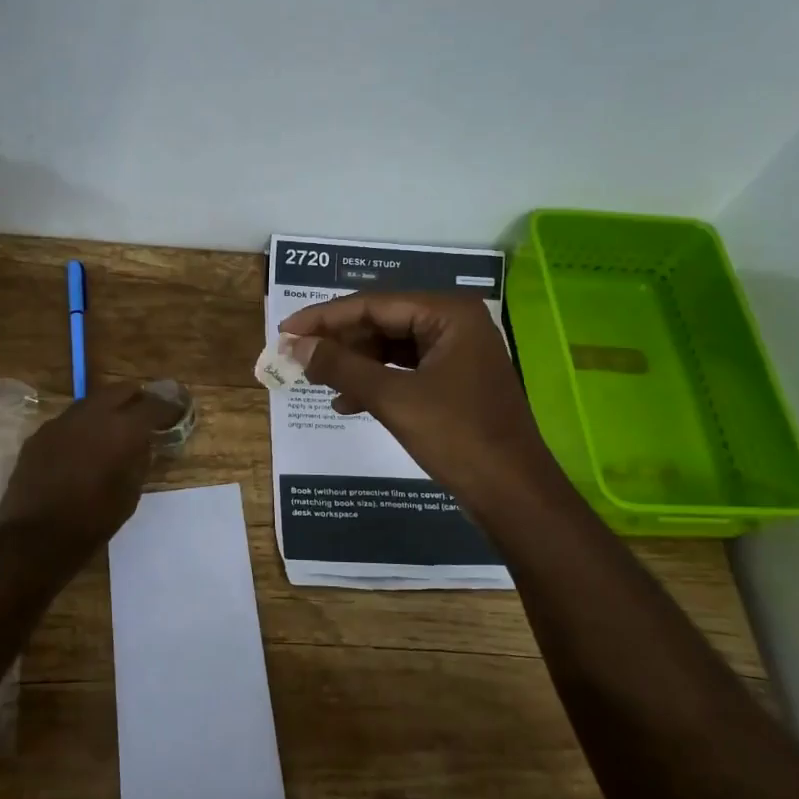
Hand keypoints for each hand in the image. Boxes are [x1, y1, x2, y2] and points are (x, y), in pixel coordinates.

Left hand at [0, 383, 180, 556]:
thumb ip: (139, 460)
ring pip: (91, 402)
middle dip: (136, 399)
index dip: (168, 407)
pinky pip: (68, 422)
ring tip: (113, 429)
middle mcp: (92, 415)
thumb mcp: (130, 493)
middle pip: (120, 391)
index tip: (176, 412)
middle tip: (144, 414)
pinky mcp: (39, 435)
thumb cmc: (93, 520)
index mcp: (122, 429)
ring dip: (106, 410)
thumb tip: (142, 443)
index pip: (153, 405)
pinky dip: (82, 428)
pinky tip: (82, 447)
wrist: (35, 537)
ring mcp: (61, 422)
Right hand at [279, 292, 563, 517]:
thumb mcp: (394, 398)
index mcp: (449, 314)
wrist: (513, 494)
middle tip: (296, 356)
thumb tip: (296, 347)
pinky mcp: (454, 382)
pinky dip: (376, 383)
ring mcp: (457, 354)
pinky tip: (347, 403)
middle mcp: (455, 324)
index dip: (325, 318)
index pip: (374, 304)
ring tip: (316, 380)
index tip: (285, 331)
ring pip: (391, 348)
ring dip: (354, 364)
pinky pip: (405, 371)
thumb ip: (342, 367)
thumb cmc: (458, 437)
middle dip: (339, 341)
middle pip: (383, 322)